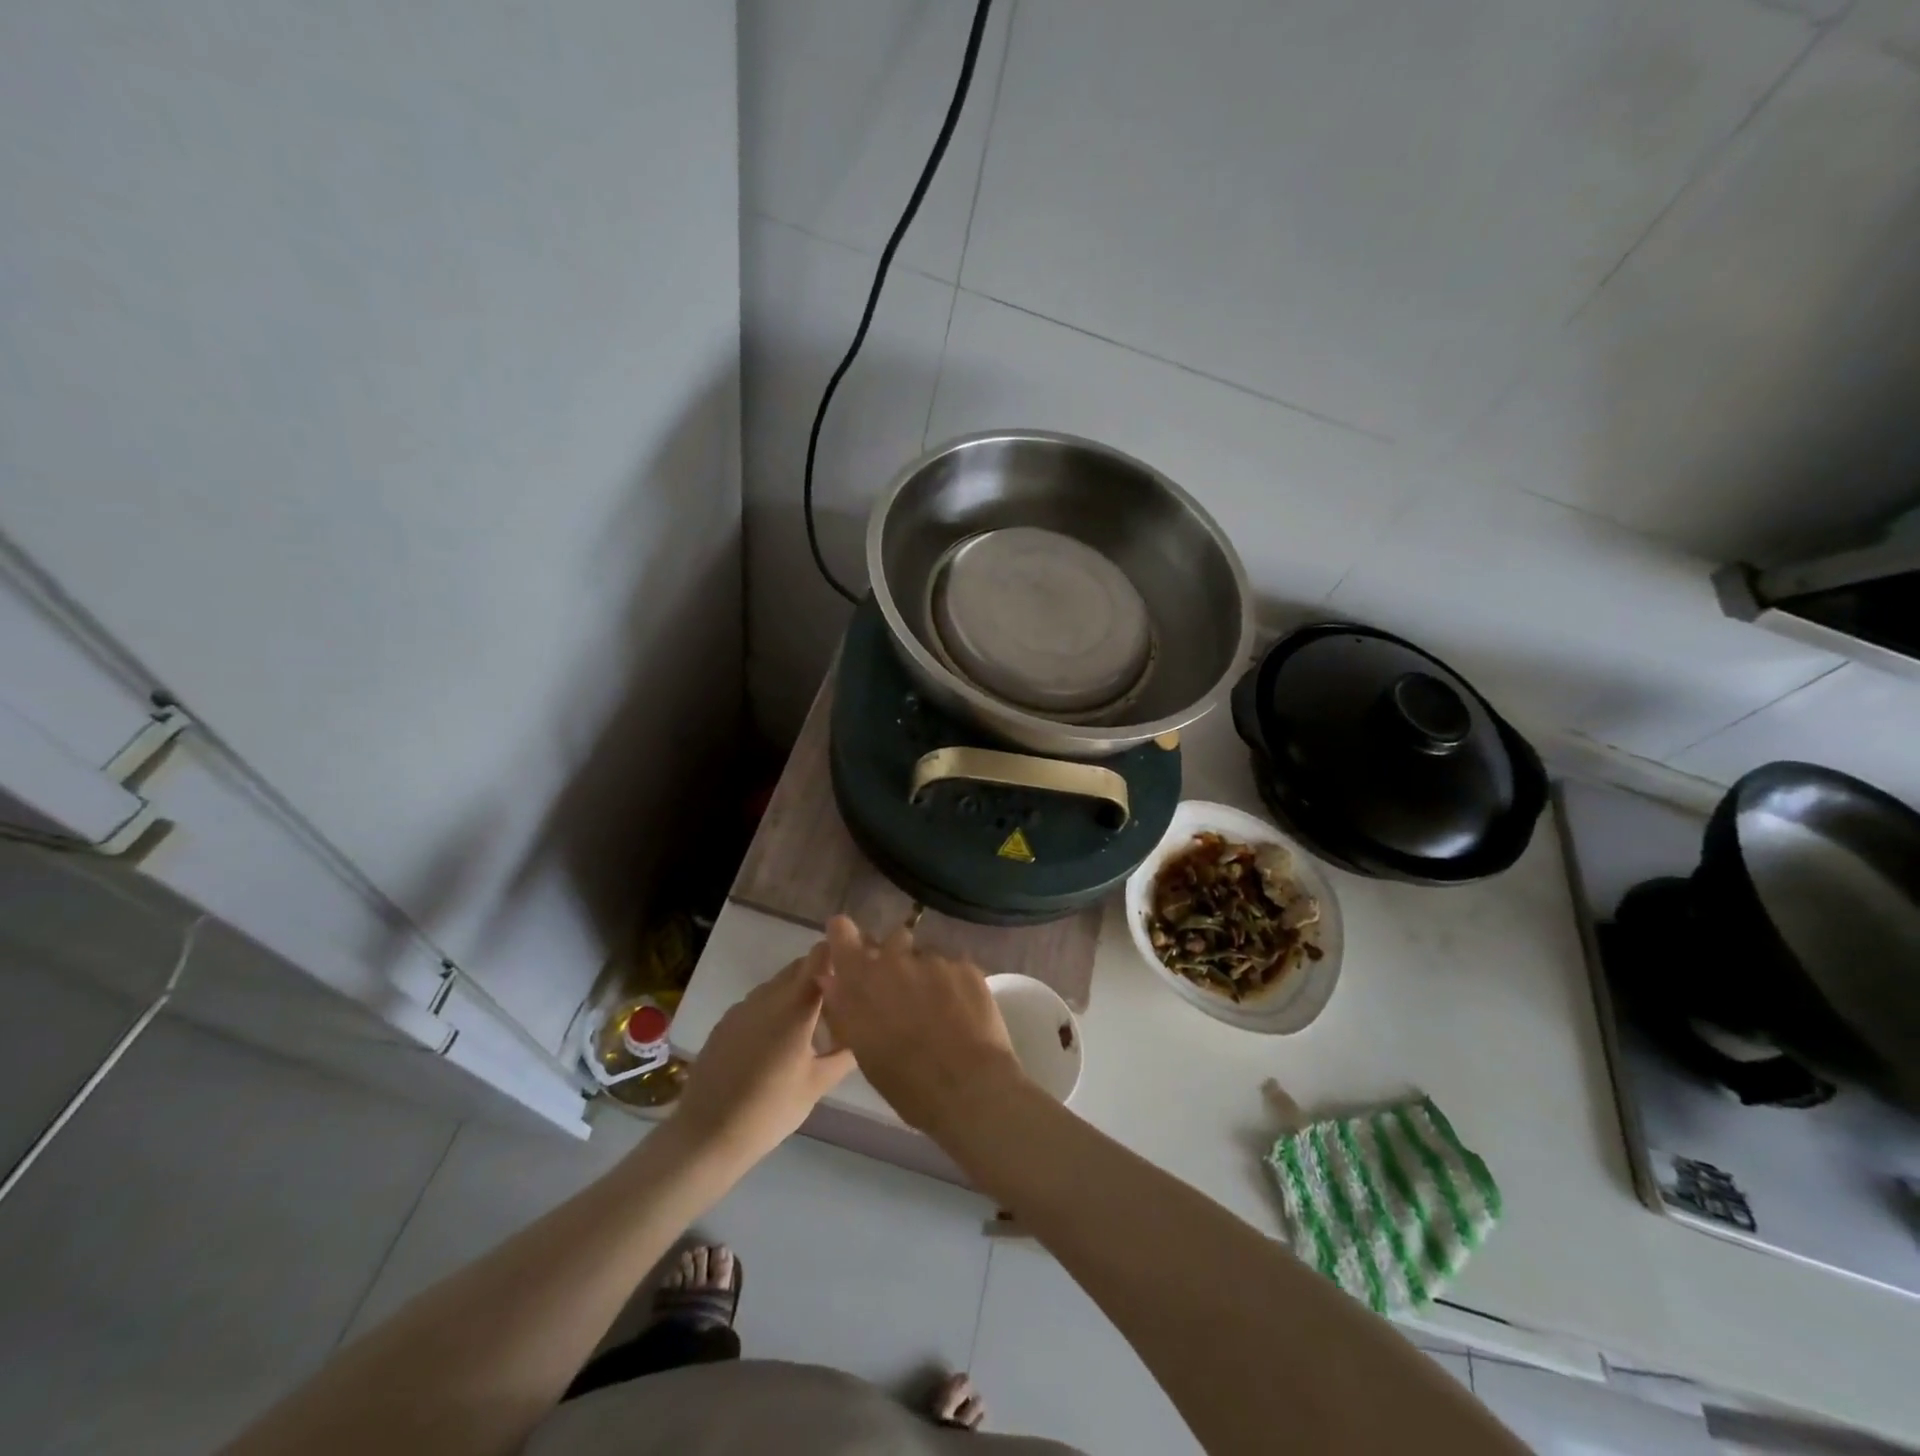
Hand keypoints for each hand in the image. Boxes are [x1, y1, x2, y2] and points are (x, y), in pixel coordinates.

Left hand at [673, 946, 853, 1166]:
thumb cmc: (770, 1110)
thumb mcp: (818, 1084)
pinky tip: (777, 1042)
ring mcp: (743, 1007)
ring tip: (810, 1026)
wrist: (706, 1135)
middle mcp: (768, 995)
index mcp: (796, 1005)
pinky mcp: (725, 1022)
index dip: (838, 954)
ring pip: (778, 984)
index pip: (820, 955)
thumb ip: (846, 1053)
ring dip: (796, 993)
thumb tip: (865, 1032)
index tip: (854, 970)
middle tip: (838, 1003)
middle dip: (820, 976)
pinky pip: (757, 1002)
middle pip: (799, 966)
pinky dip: (773, 1009)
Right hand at [816, 915, 1025, 1137]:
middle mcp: (895, 959)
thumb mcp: (863, 1049)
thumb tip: (833, 980)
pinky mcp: (965, 965)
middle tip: (905, 990)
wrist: (968, 1086)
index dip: (845, 935)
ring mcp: (933, 959)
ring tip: (940, 1007)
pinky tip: (963, 1011)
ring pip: (926, 956)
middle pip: (892, 941)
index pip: (842, 932)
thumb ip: (846, 1007)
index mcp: (862, 980)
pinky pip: (953, 966)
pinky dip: (954, 983)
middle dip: (895, 958)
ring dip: (927, 973)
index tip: (850, 943)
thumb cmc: (906, 1082)